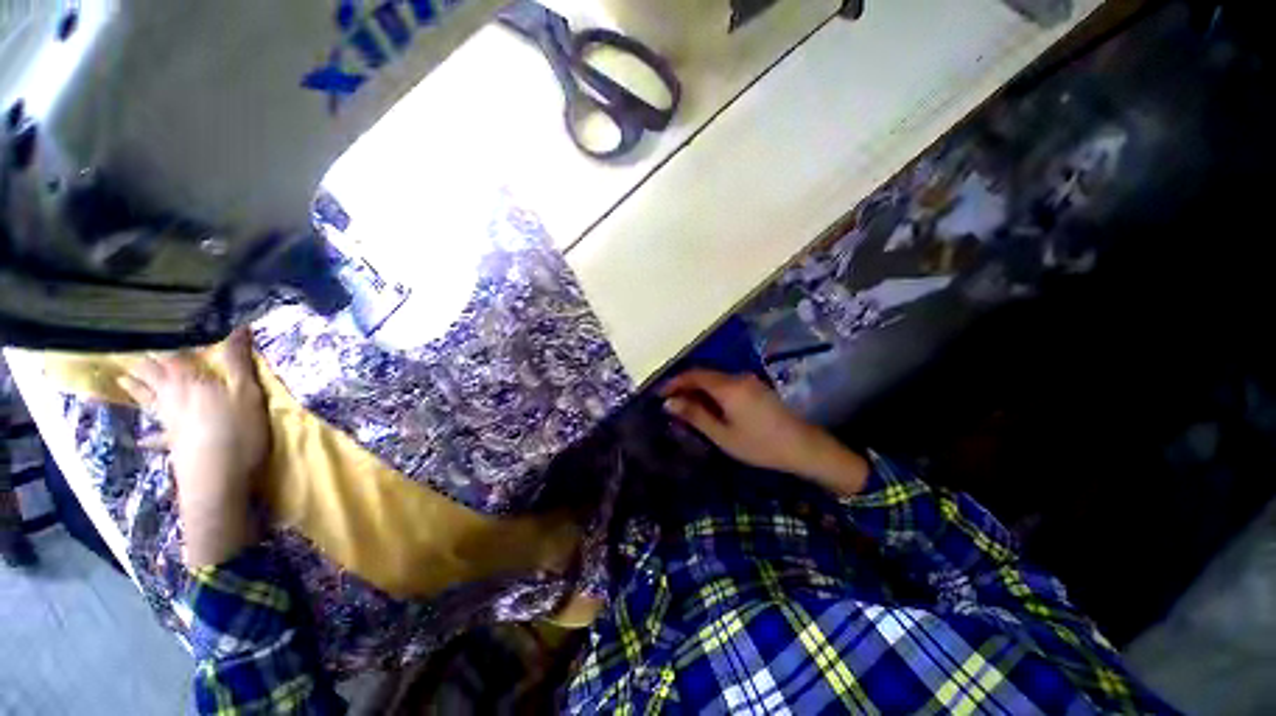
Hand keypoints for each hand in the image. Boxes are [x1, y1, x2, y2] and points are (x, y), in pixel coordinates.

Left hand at [119, 328, 269, 567]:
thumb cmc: (237, 431)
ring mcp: (170, 423)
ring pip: (149, 401)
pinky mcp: (173, 445)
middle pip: (152, 377)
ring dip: (137, 390)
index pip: (170, 356)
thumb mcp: (247, 393)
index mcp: (189, 382)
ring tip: (123, 381)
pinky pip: (157, 436)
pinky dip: (150, 435)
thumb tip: (238, 326)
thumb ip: (239, 362)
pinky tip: (144, 439)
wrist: (218, 480)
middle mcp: (173, 399)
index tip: (147, 327)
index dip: (161, 341)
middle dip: (142, 364)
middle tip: (126, 351)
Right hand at [660, 369, 868, 495]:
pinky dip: (713, 391)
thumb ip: (695, 416)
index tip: (660, 394)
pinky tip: (710, 406)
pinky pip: (727, 383)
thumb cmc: (759, 444)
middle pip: (705, 374)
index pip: (694, 375)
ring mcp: (749, 381)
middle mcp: (737, 377)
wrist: (802, 447)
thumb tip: (669, 403)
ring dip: (699, 388)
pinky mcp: (756, 387)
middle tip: (671, 402)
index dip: (675, 382)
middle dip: (686, 385)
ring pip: (716, 378)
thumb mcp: (722, 434)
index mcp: (727, 387)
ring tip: (687, 406)